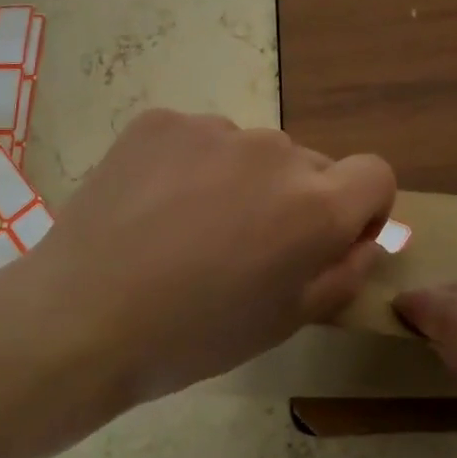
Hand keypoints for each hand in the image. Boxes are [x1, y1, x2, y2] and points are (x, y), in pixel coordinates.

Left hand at [6, 110, 394, 404]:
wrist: (81, 319)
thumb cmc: (194, 336)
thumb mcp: (287, 321)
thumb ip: (345, 271)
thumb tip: (367, 236)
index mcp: (315, 206)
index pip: (375, 174)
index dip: (362, 207)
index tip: (328, 239)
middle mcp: (275, 152)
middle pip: (308, 165)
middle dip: (294, 199)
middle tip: (244, 247)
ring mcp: (213, 129)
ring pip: (250, 151)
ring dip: (240, 181)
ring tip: (188, 229)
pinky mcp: (160, 121)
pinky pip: (197, 139)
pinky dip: (190, 166)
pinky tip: (154, 207)